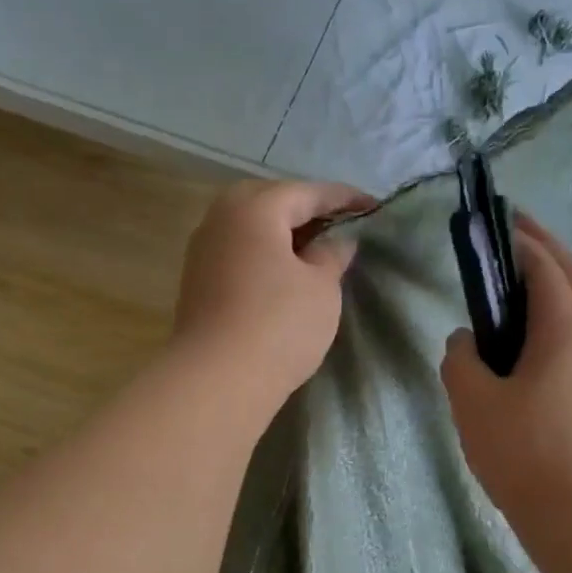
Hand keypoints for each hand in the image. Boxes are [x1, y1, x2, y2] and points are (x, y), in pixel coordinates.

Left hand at [172, 178, 372, 408]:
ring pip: (253, 231)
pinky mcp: (198, 283)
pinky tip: (285, 276)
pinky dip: (265, 258)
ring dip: (285, 237)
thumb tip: (335, 241)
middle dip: (309, 213)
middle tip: (342, 228)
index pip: (308, 192)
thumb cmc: (279, 325)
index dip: (345, 199)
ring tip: (317, 253)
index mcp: (255, 207)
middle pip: (273, 204)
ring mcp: (203, 251)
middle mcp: (221, 218)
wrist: (218, 380)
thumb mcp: (321, 288)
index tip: (373, 208)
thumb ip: (332, 255)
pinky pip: (240, 255)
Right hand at [441, 214, 571, 516]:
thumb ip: (461, 359)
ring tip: (519, 285)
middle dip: (545, 249)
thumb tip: (466, 340)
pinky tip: (533, 342)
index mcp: (564, 329)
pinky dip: (559, 320)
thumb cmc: (524, 451)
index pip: (543, 265)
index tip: (495, 222)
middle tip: (513, 233)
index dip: (519, 239)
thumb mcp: (474, 402)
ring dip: (556, 285)